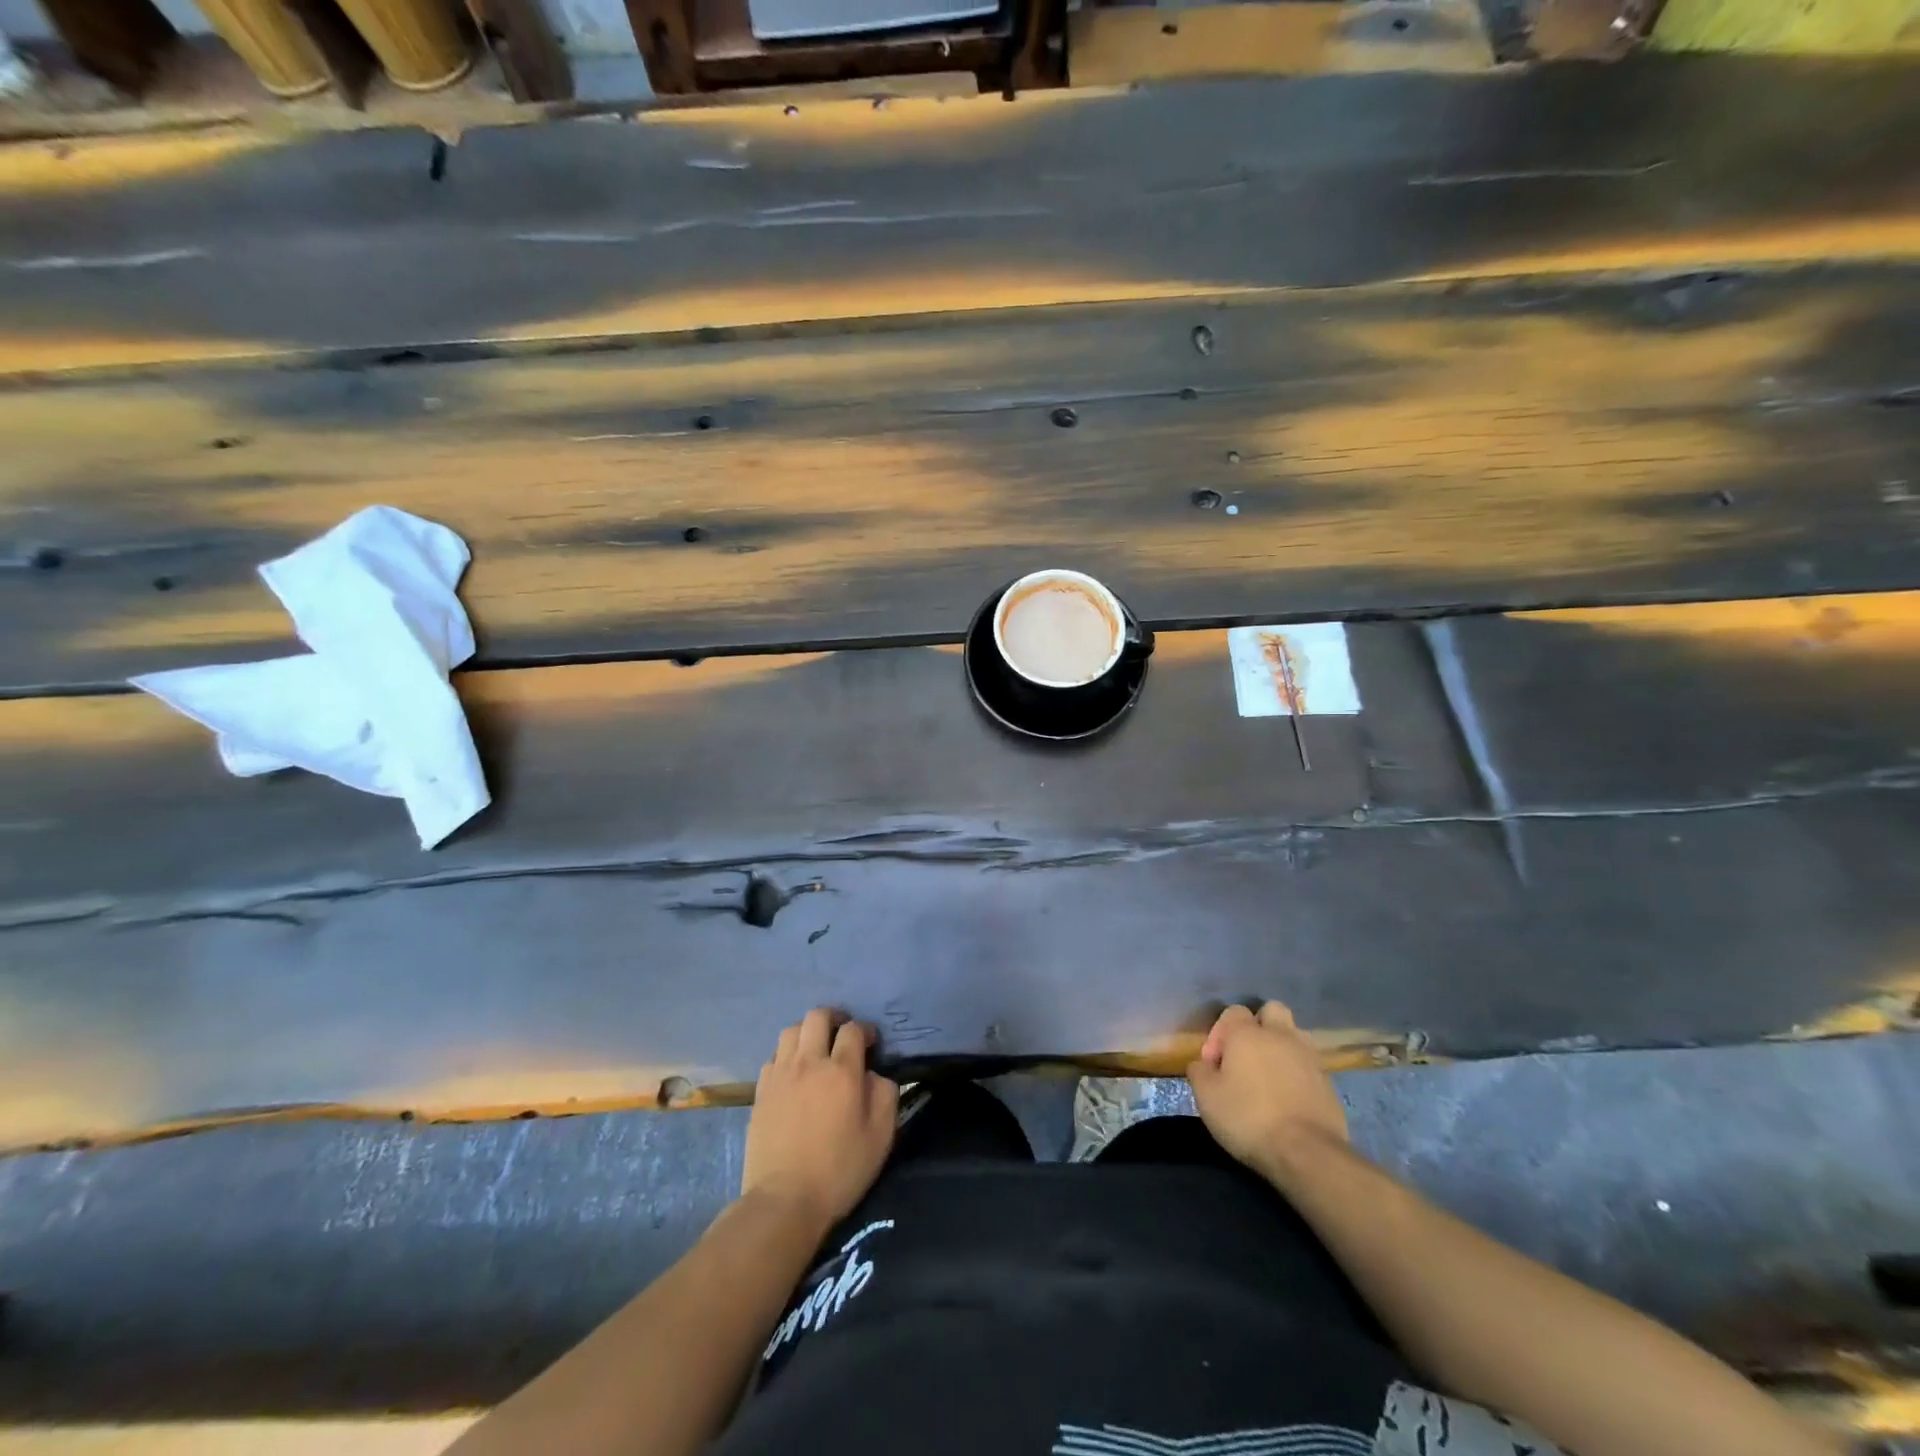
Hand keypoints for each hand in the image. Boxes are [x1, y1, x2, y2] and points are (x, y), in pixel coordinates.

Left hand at [742, 1009, 898, 1237]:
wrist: (784, 1200)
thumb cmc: (839, 1170)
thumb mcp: (880, 1136)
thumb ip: (884, 1094)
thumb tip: (874, 1075)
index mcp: (842, 1071)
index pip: (853, 1030)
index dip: (865, 1031)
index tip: (871, 1043)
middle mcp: (809, 1062)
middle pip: (817, 1017)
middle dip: (834, 1018)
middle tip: (842, 1035)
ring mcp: (781, 1074)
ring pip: (791, 1030)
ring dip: (807, 1033)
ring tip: (815, 1050)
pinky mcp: (761, 1090)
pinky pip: (773, 1056)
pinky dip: (786, 1055)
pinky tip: (792, 1073)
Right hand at [1187, 1001, 1347, 1184]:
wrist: (1307, 1153)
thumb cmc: (1248, 1118)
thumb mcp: (1206, 1097)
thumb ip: (1199, 1072)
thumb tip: (1202, 1065)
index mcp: (1248, 1033)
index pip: (1233, 1012)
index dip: (1219, 1034)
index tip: (1213, 1065)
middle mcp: (1281, 1036)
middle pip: (1272, 1010)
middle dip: (1258, 1026)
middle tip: (1246, 1057)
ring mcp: (1309, 1058)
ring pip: (1294, 1035)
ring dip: (1281, 1047)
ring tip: (1269, 1076)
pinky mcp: (1328, 1083)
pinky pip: (1309, 1065)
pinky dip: (1298, 1073)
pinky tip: (1288, 1098)